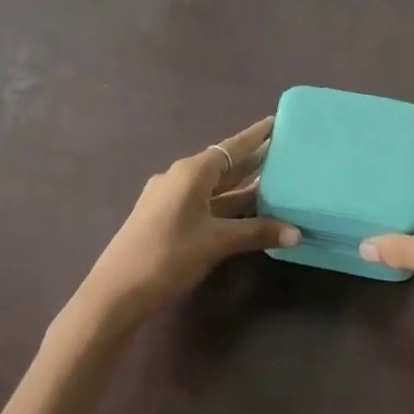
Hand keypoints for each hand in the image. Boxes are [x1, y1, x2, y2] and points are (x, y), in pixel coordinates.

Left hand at [73, 116, 300, 331]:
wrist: (116, 292)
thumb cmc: (169, 255)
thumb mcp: (217, 242)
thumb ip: (257, 233)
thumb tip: (297, 233)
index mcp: (192, 172)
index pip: (232, 147)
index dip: (256, 136)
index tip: (276, 121)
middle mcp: (180, 177)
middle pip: (223, 165)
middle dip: (252, 161)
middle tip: (283, 152)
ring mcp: (170, 199)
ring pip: (213, 187)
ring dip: (240, 187)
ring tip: (273, 181)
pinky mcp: (165, 219)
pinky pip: (203, 203)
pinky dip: (225, 204)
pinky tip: (243, 213)